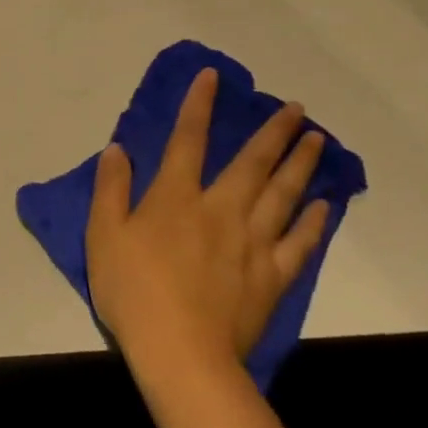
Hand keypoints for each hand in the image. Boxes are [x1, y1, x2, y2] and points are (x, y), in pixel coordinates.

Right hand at [86, 68, 329, 377]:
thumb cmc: (132, 290)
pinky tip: (325, 204)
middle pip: (252, 162)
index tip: (214, 77)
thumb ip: (111, 189)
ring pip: (283, 194)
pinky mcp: (272, 275)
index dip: (199, 106)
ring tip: (316, 140)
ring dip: (300, 163)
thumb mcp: (102, 235)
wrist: (180, 351)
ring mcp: (252, 242)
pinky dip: (313, 220)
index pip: (187, 140)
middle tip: (296, 108)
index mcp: (175, 198)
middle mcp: (220, 209)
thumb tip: (118, 148)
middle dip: (273, 131)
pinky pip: (299, 241)